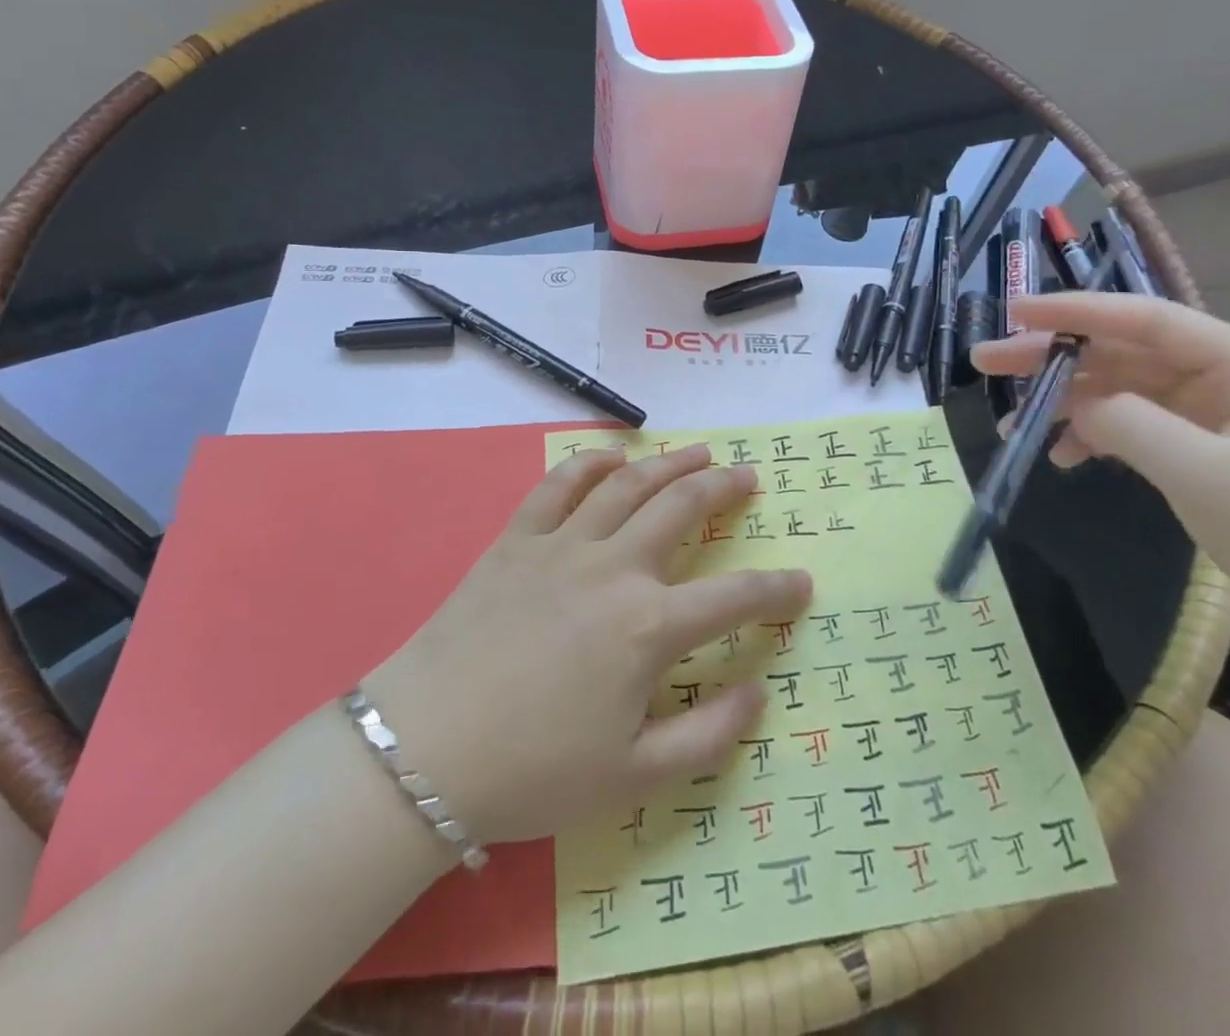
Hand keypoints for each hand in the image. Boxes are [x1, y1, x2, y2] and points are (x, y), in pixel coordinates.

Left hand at [364, 443, 811, 845]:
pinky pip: (559, 485)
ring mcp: (562, 546)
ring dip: (670, 462)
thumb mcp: (633, 778)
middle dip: (723, 488)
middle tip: (747, 475)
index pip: (734, 598)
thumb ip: (708, 736)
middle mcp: (614, 569)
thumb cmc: (534, 772)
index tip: (802, 583)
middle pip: (682, 508)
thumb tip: (758, 694)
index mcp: (648, 627)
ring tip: (698, 451)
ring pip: (629, 484)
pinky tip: (613, 455)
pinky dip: (590, 463)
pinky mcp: (517, 540)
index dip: (776, 589)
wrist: (426, 752)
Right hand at [973, 292, 1229, 663]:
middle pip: (1124, 352)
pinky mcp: (1198, 453)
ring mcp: (1210, 418)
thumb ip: (1132, 426)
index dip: (1078, 311)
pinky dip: (1092, 437)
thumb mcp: (1210, 478)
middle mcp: (1226, 380)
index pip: (1148, 321)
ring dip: (1066, 402)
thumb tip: (1073, 404)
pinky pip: (1130, 428)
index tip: (1015, 312)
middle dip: (1055, 355)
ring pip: (1120, 390)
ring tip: (1014, 421)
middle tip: (987, 361)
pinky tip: (1061, 457)